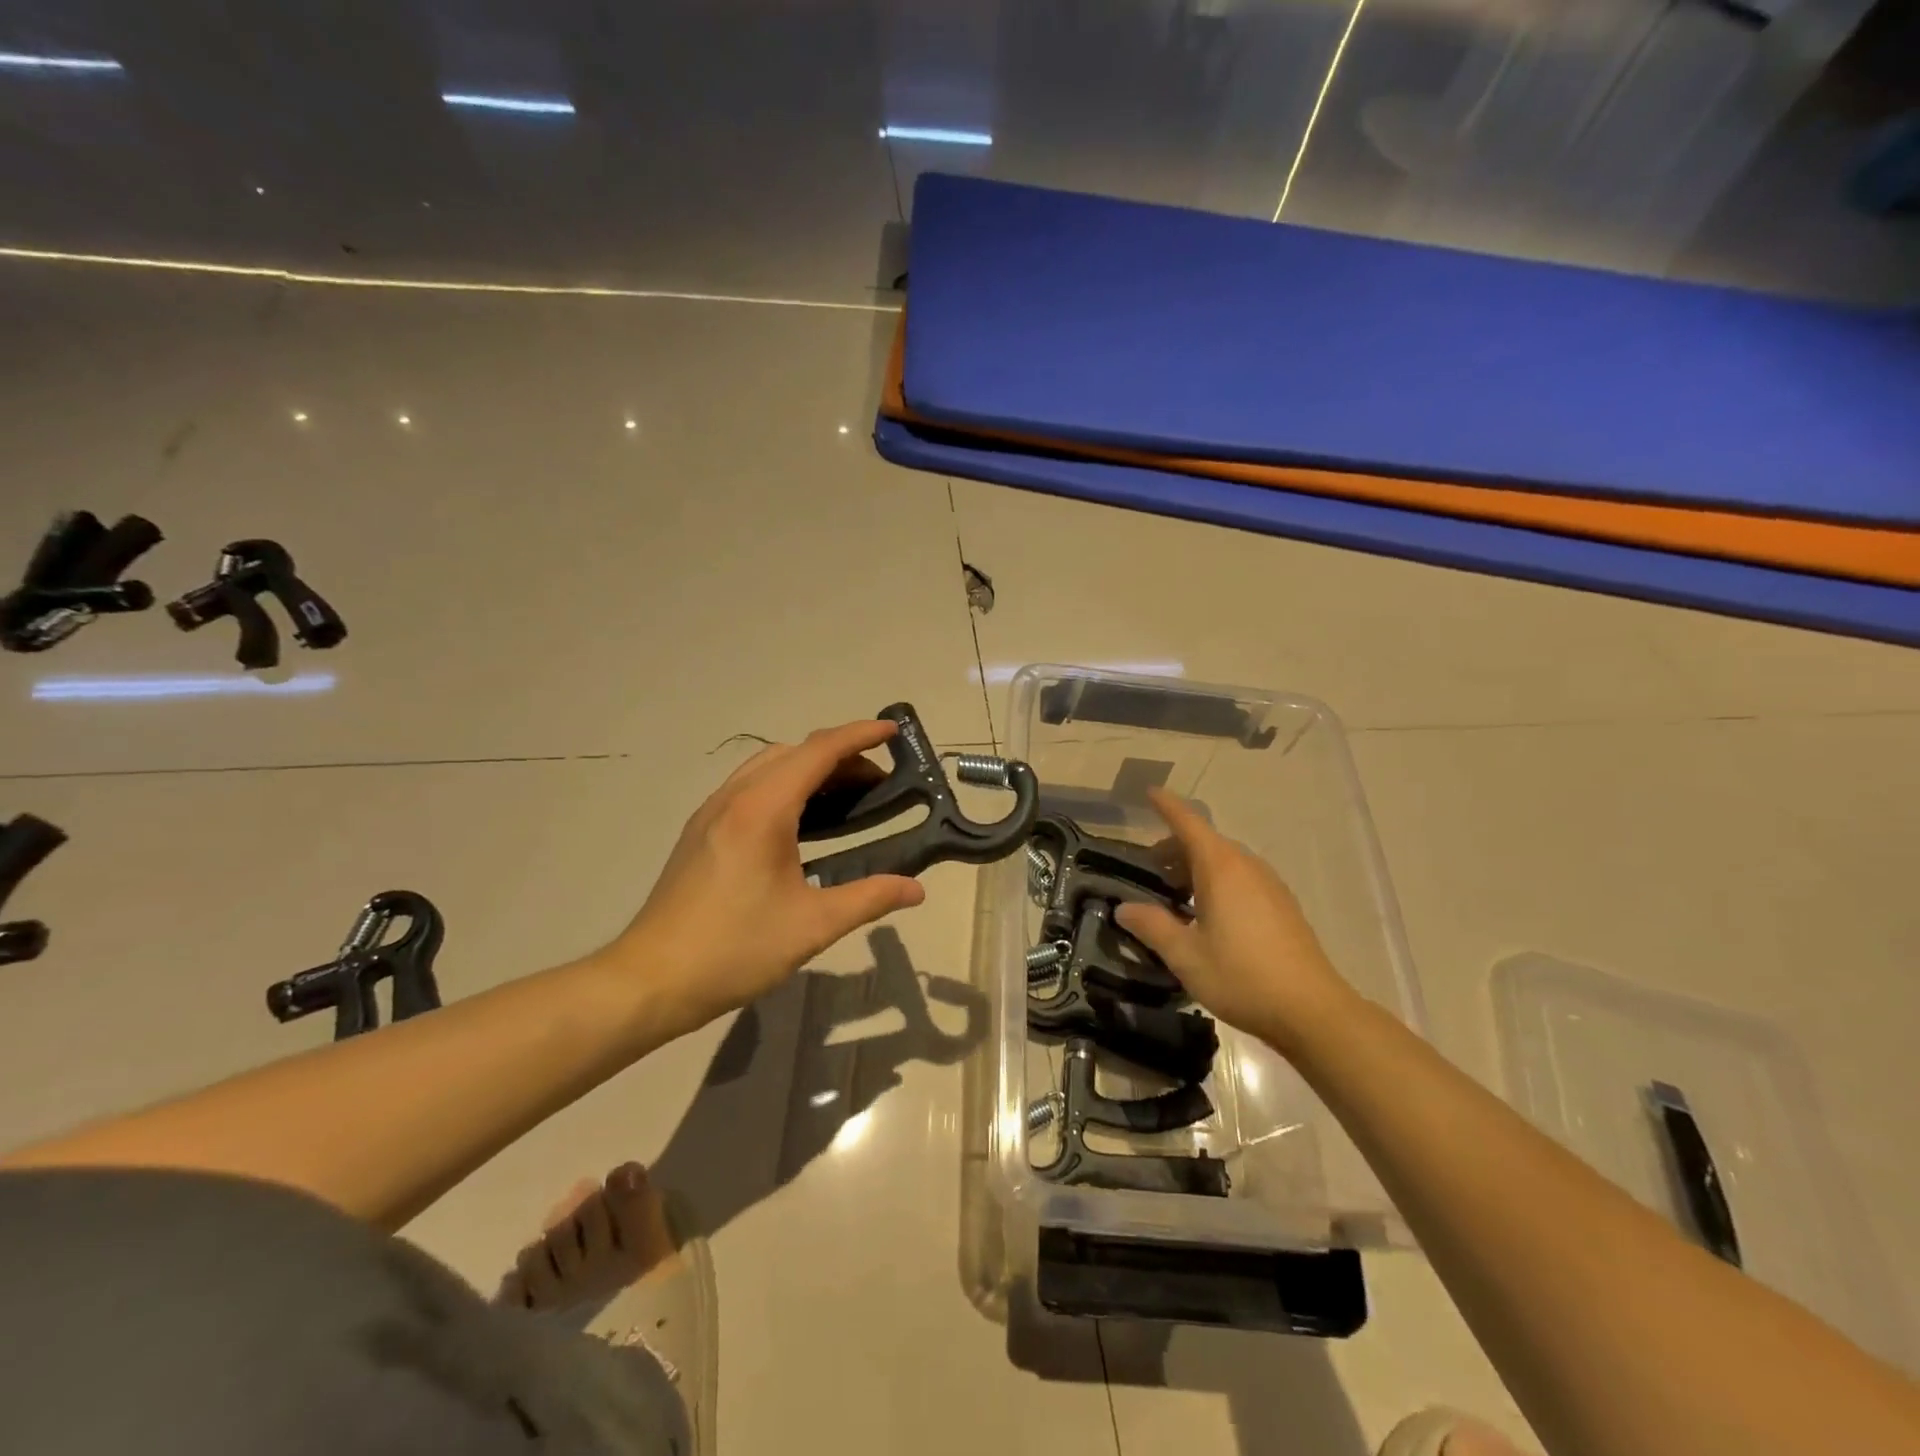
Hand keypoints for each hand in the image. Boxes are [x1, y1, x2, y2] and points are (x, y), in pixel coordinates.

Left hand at [607, 719, 926, 1032]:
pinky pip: (751, 786)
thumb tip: (916, 890)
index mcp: (762, 809)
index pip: (819, 752)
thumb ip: (869, 898)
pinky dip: (786, 785)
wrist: (650, 980)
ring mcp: (712, 812)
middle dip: (841, 756)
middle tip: (879, 784)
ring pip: (769, 766)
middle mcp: (735, 797)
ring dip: (811, 768)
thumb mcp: (813, 926)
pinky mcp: (701, 831)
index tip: (893, 731)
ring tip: (847, 798)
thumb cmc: (735, 949)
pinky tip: (802, 821)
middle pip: (795, 753)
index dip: (859, 736)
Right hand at [1114, 787, 1356, 1051]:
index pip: (1188, 823)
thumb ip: (1152, 926)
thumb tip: (1124, 908)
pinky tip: (1208, 915)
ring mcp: (1269, 885)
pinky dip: (1217, 882)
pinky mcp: (1282, 906)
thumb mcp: (1185, 955)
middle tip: (1149, 869)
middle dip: (1175, 847)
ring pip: (1225, 861)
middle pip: (1205, 842)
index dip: (1167, 807)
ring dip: (1196, 867)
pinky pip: (1241, 878)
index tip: (1149, 793)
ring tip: (1174, 895)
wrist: (1312, 1011)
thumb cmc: (1242, 976)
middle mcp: (1246, 866)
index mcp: (1221, 868)